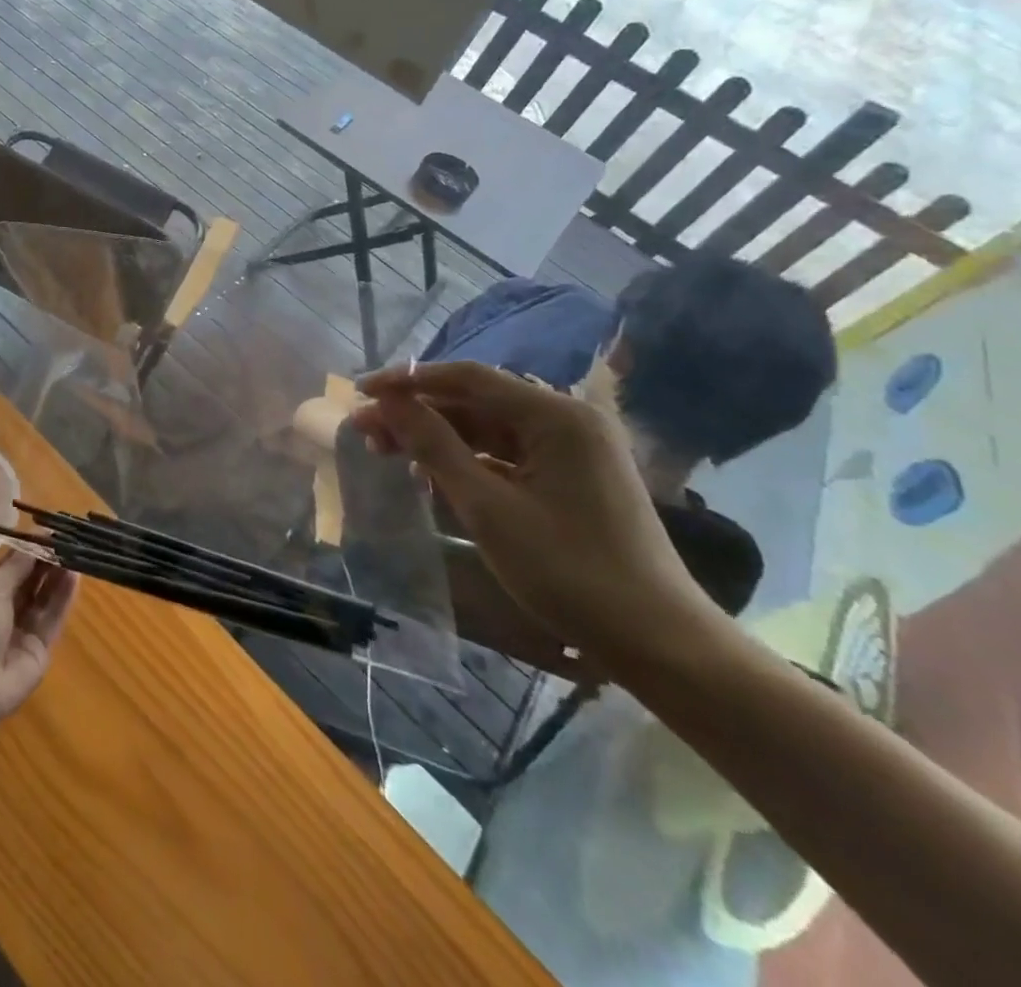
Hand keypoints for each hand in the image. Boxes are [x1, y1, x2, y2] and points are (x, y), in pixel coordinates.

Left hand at [0, 550, 78, 721]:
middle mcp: (5, 607)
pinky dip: (64, 597)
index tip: (51, 531)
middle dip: (48, 560)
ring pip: (45, 596)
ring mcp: (24, 628)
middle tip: (69, 540)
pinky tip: (75, 577)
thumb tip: (37, 540)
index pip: (12, 564)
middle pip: (31, 579)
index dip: (31, 547)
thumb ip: (17, 565)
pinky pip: (54, 617)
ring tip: (76, 553)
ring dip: (59, 576)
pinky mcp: (41, 646)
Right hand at [350, 362, 718, 664]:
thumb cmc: (569, 571)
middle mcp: (567, 420)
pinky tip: (430, 476)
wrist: (660, 643)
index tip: (361, 392)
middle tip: (366, 430)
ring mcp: (572, 450)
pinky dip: (466, 461)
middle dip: (417, 412)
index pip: (467, 377)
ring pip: (487, 428)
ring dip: (437, 437)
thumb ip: (433, 446)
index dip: (408, 380)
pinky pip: (506, 454)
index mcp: (556, 416)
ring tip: (387, 451)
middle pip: (476, 401)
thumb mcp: (488, 507)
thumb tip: (387, 402)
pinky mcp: (571, 478)